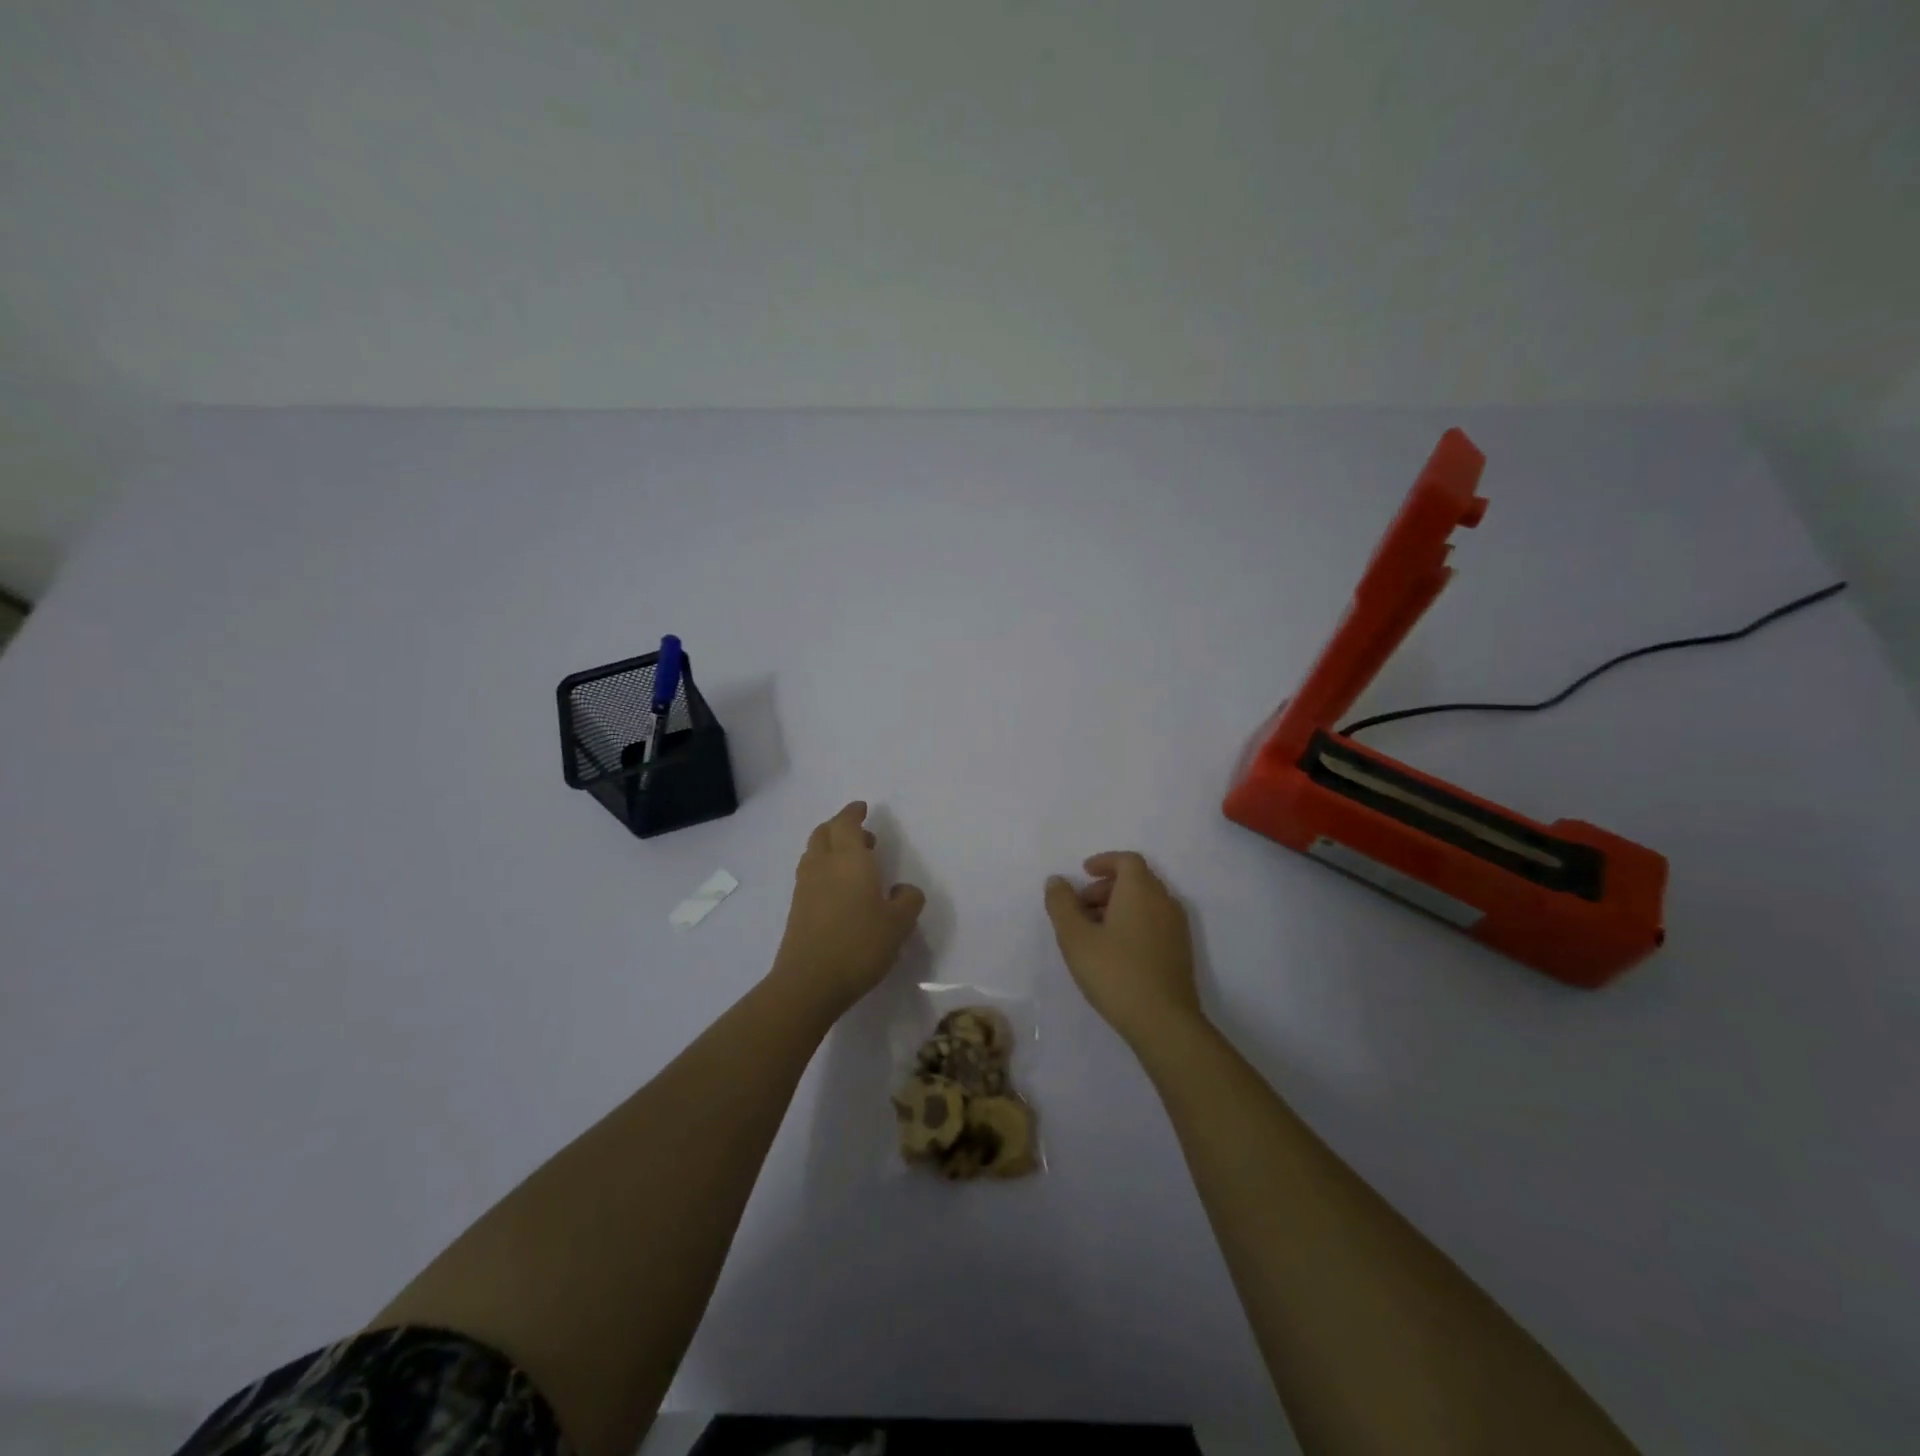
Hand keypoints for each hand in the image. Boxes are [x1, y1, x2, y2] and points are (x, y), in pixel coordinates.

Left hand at [772, 801, 925, 1016]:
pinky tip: (839, 892)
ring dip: (830, 849)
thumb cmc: (859, 944)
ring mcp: (805, 887)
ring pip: (814, 854)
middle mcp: (823, 865)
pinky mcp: (797, 909)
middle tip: (863, 837)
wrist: (809, 982)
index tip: (862, 808)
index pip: (846, 823)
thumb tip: (903, 890)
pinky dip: (823, 871)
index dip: (853, 813)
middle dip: (841, 828)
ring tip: (852, 865)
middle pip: (824, 833)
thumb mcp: (899, 924)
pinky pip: (810, 876)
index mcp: (849, 859)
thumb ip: (908, 900)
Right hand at [1046, 852, 1202, 1049]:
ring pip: (1147, 902)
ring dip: (1120, 906)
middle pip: (1137, 880)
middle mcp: (1164, 901)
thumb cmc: (1115, 972)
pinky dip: (1134, 922)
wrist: (1164, 1021)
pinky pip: (1155, 922)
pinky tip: (1116, 951)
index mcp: (1141, 890)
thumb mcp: (1075, 937)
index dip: (1105, 862)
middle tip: (1082, 906)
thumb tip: (1058, 881)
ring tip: (1094, 932)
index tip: (1084, 873)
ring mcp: (1177, 927)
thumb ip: (1062, 904)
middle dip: (1107, 886)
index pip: (1127, 860)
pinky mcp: (1181, 951)